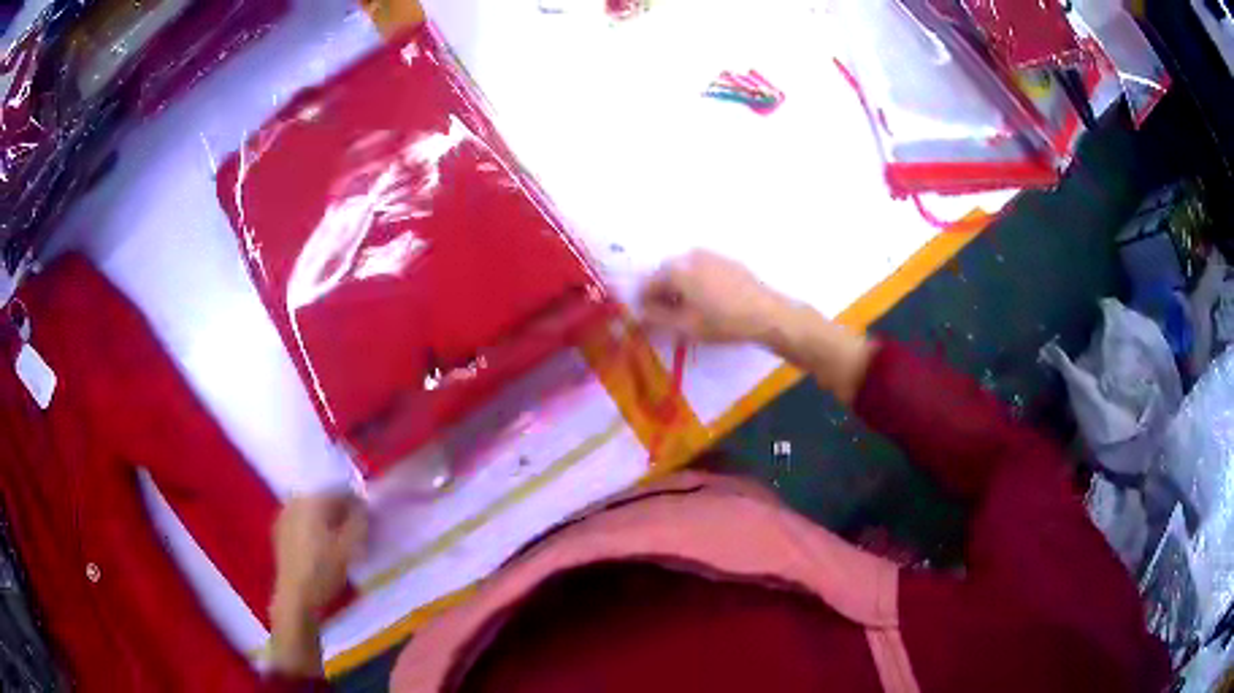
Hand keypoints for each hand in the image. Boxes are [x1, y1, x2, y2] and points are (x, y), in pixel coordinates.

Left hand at [269, 492, 366, 675]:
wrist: (295, 597)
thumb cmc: (323, 571)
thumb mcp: (349, 548)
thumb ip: (359, 522)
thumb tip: (364, 507)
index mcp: (312, 501)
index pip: (340, 491)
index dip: (358, 503)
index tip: (369, 520)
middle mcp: (295, 501)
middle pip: (324, 498)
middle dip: (341, 510)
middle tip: (355, 530)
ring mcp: (284, 515)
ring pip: (312, 509)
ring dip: (326, 518)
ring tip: (339, 539)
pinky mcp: (279, 530)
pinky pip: (301, 519)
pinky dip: (313, 526)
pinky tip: (320, 545)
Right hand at [638, 250, 795, 344]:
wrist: (767, 314)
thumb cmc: (723, 322)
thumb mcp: (686, 326)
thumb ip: (657, 317)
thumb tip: (641, 312)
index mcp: (676, 269)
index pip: (648, 284)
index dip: (644, 303)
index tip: (647, 320)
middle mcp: (690, 256)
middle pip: (666, 274)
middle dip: (663, 294)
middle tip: (667, 316)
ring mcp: (711, 255)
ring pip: (685, 271)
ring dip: (681, 288)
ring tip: (689, 311)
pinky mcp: (727, 261)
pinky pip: (703, 270)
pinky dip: (698, 283)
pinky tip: (709, 301)